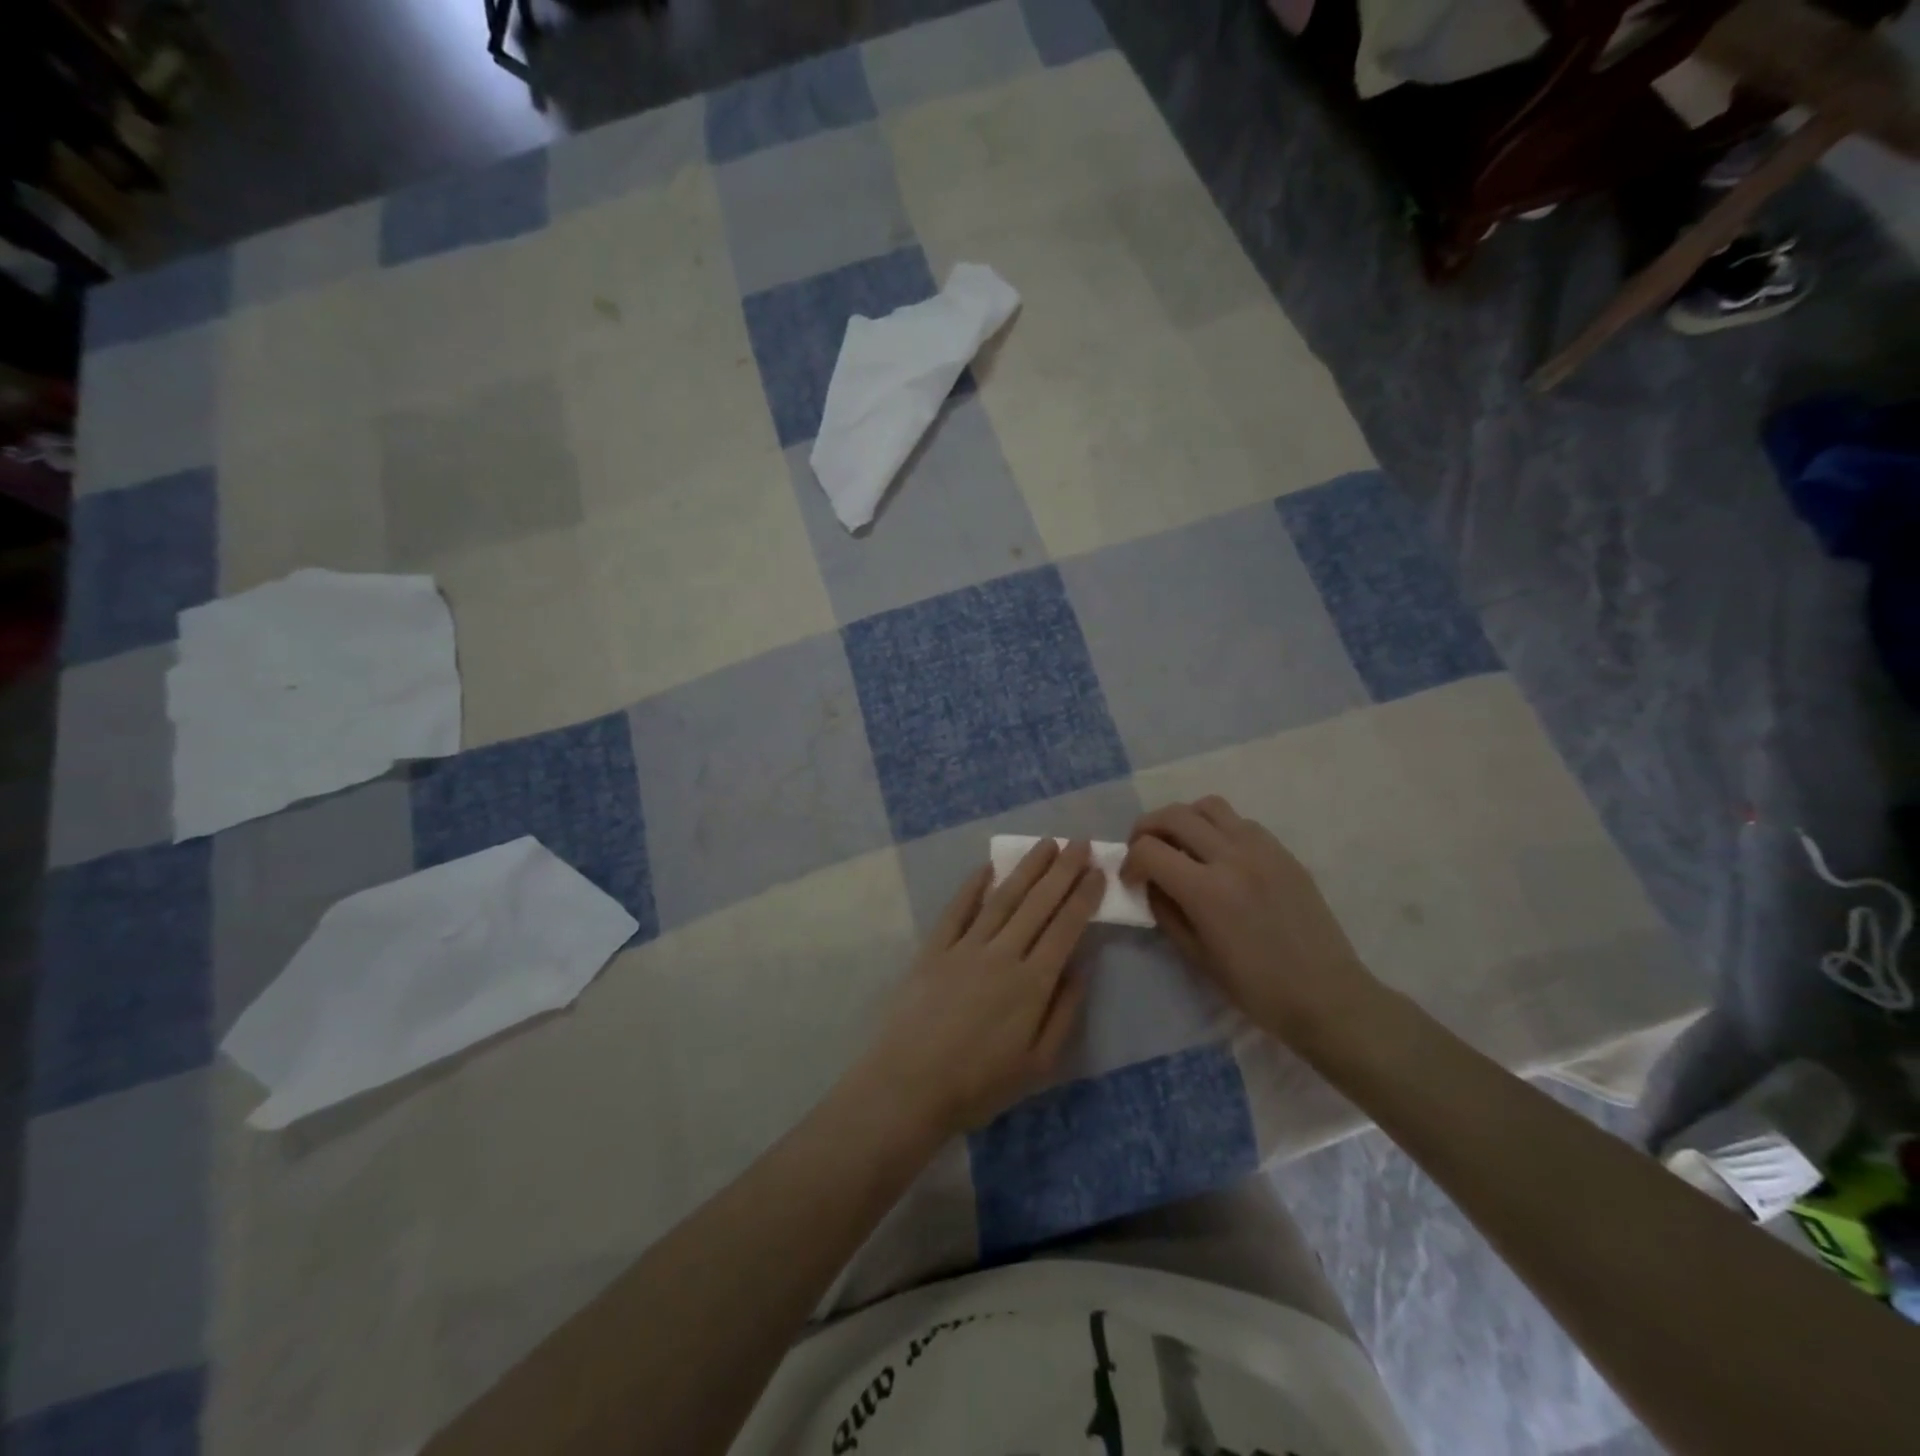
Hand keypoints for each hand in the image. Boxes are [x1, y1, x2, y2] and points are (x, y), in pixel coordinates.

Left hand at [853, 839, 1102, 1138]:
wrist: (910, 1086)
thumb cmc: (980, 1084)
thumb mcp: (1039, 1064)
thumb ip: (1064, 1011)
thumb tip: (1081, 965)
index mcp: (1032, 983)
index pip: (1065, 927)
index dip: (1083, 896)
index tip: (1098, 870)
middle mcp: (1002, 954)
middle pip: (1038, 903)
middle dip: (1062, 870)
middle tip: (1080, 842)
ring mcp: (965, 947)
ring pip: (1002, 898)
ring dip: (1026, 868)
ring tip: (1045, 844)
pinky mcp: (934, 949)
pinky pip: (958, 909)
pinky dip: (974, 885)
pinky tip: (988, 867)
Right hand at [1122, 796, 1375, 1041]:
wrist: (1327, 995)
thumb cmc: (1257, 988)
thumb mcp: (1196, 956)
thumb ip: (1166, 912)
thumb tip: (1150, 884)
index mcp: (1207, 891)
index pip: (1149, 850)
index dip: (1130, 862)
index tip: (1130, 879)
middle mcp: (1232, 857)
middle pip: (1174, 815)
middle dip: (1147, 829)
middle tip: (1144, 851)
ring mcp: (1262, 849)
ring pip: (1208, 806)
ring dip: (1183, 819)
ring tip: (1180, 844)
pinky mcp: (1283, 852)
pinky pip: (1240, 822)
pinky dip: (1217, 828)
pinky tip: (1218, 856)